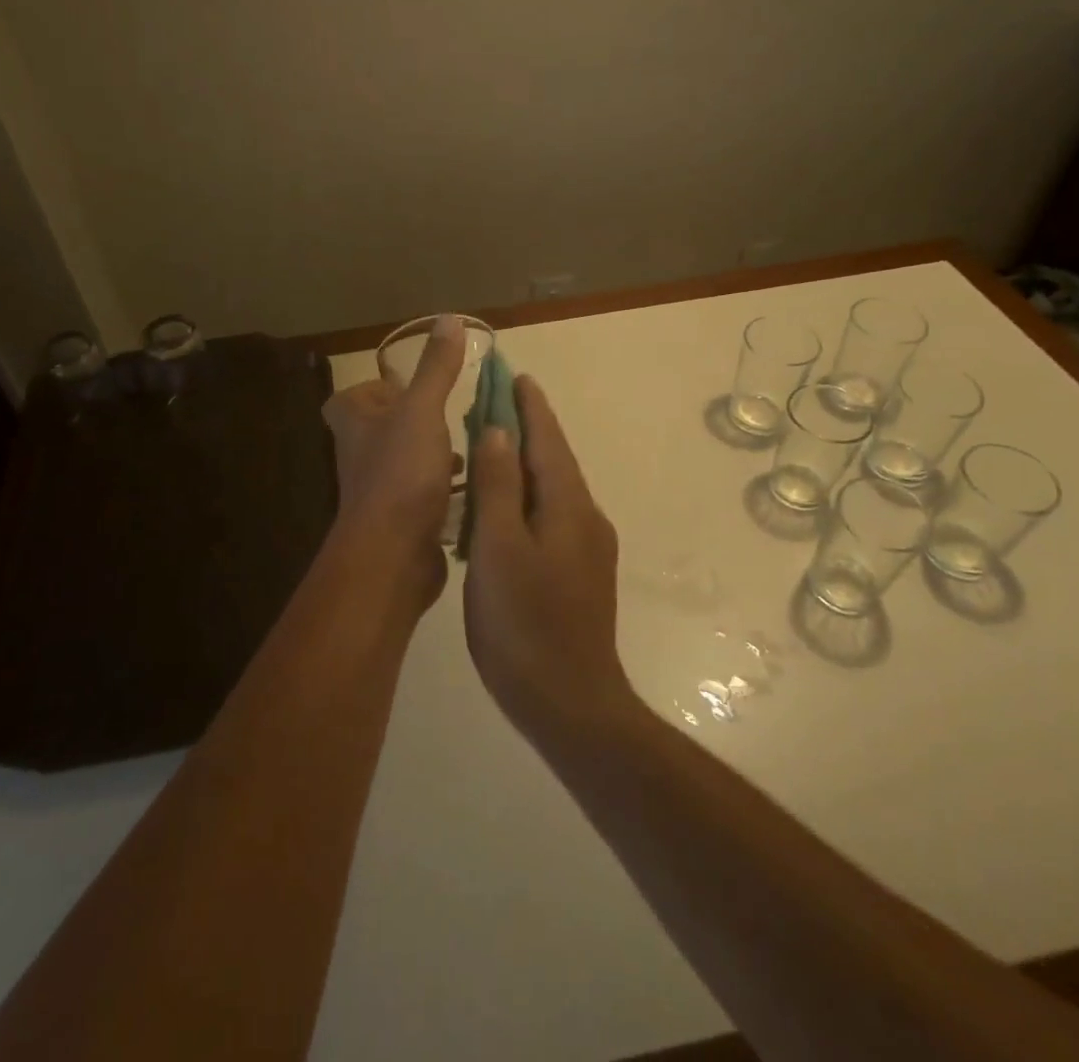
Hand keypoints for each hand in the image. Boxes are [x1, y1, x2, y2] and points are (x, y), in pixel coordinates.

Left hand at [320, 314, 465, 608]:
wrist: (392, 553)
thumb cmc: (401, 472)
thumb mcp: (422, 409)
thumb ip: (436, 368)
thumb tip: (449, 319)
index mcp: (354, 423)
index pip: (350, 398)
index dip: (375, 391)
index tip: (409, 390)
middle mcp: (359, 455)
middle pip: (381, 429)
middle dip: (414, 422)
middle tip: (449, 416)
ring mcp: (377, 491)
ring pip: (403, 462)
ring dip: (431, 454)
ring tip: (467, 449)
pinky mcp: (399, 521)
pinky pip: (421, 494)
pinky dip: (443, 488)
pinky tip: (472, 487)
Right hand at [463, 376, 632, 740]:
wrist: (571, 703)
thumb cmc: (524, 623)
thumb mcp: (499, 548)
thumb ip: (498, 486)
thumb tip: (498, 431)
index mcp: (568, 505)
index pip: (547, 439)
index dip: (530, 406)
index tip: (516, 375)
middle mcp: (585, 517)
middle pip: (552, 460)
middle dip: (527, 429)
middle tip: (493, 404)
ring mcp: (587, 548)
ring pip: (552, 489)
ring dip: (524, 463)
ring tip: (491, 448)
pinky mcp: (579, 574)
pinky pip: (551, 516)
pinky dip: (527, 496)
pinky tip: (504, 509)